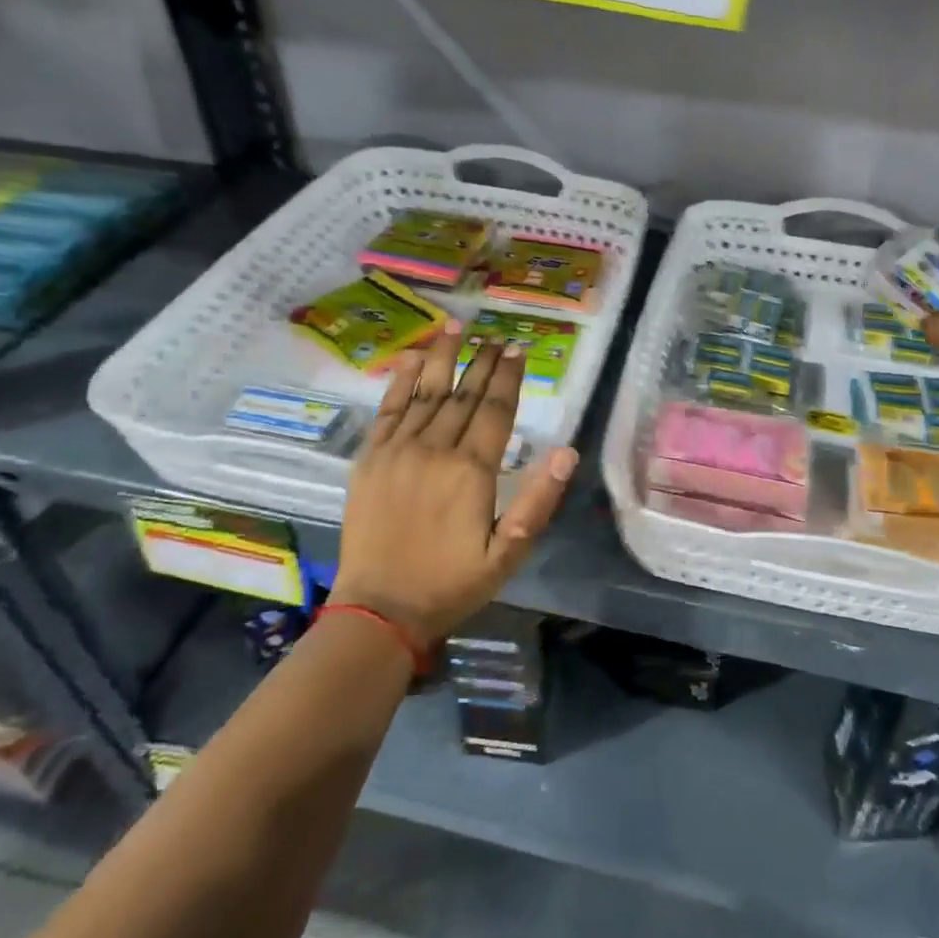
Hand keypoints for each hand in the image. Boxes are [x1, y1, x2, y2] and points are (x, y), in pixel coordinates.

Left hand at [330, 320, 577, 649]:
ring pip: (426, 393)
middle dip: (483, 362)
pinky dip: (400, 381)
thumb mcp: (509, 552)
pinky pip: (388, 410)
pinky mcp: (370, 459)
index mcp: (471, 471)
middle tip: (496, 337)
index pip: (495, 410)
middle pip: (464, 394)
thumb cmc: (452, 582)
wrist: (380, 610)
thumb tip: (567, 453)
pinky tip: (411, 358)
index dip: (509, 377)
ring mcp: (398, 451)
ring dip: (442, 357)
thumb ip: (538, 501)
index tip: (518, 349)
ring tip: (455, 327)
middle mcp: (435, 450)